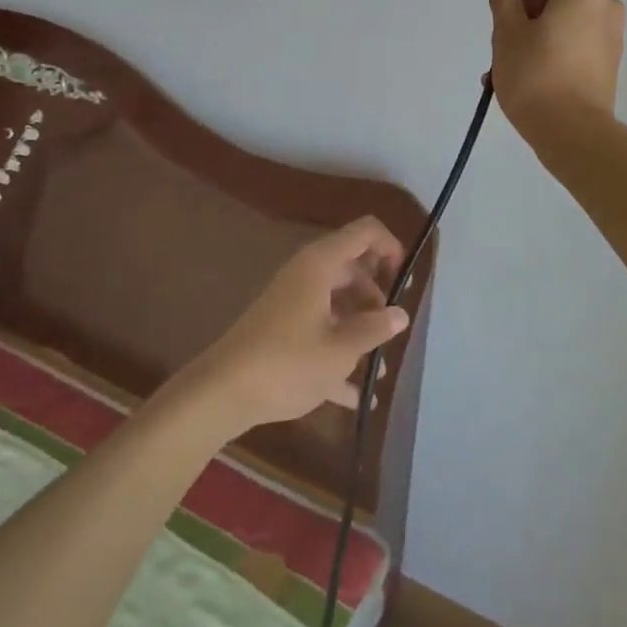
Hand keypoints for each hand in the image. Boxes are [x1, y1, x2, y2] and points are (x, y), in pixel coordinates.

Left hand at [188, 217, 409, 436]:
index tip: (404, 280)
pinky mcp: (281, 327)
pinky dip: (337, 351)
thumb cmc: (287, 362)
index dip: (390, 246)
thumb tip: (400, 313)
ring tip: (377, 366)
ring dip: (359, 326)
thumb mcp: (340, 350)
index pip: (365, 231)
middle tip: (390, 330)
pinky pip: (319, 329)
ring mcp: (292, 300)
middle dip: (376, 296)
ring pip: (337, 300)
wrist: (222, 392)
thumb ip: (374, 329)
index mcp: (321, 264)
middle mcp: (307, 273)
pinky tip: (355, 394)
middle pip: (352, 268)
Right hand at [486, 0, 625, 143]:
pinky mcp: (609, 61)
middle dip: (529, 3)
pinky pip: (576, 40)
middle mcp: (605, 4)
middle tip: (503, 34)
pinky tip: (526, 79)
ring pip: (567, 16)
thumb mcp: (507, 31)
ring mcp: (611, 35)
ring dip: (535, 30)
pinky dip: (552, 47)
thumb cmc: (535, 75)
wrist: (574, 134)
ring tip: (505, 66)